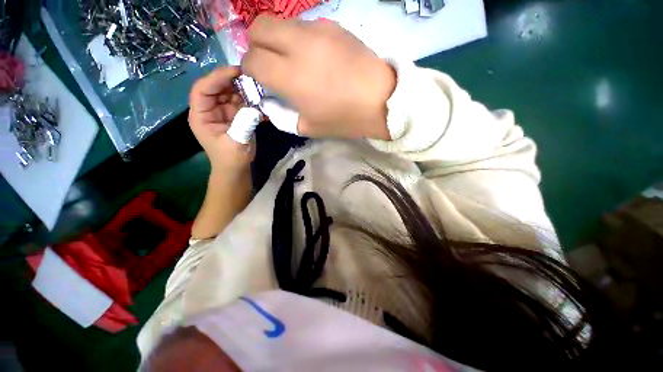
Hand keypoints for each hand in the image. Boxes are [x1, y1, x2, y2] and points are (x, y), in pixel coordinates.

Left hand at [189, 66, 254, 172]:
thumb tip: (254, 106)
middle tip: (252, 77)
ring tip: (260, 88)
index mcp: (201, 115)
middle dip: (233, 81)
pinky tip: (262, 101)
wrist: (237, 169)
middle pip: (218, 88)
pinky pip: (242, 103)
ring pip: (231, 93)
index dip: (217, 77)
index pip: (203, 89)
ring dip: (245, 90)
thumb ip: (243, 123)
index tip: (236, 71)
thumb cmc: (231, 159)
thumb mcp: (235, 142)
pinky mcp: (236, 116)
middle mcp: (210, 110)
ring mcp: (224, 112)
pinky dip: (251, 101)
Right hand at [242, 16, 394, 139]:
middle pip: (259, 27)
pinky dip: (299, 39)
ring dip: (278, 40)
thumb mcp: (309, 127)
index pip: (252, 60)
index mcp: (291, 77)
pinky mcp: (333, 25)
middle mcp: (299, 45)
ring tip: (294, 61)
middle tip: (268, 64)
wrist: (381, 100)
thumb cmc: (344, 119)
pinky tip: (314, 56)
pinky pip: (304, 25)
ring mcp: (317, 30)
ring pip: (281, 23)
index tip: (258, 79)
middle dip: (256, 45)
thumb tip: (270, 101)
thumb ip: (283, 115)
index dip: (249, 69)